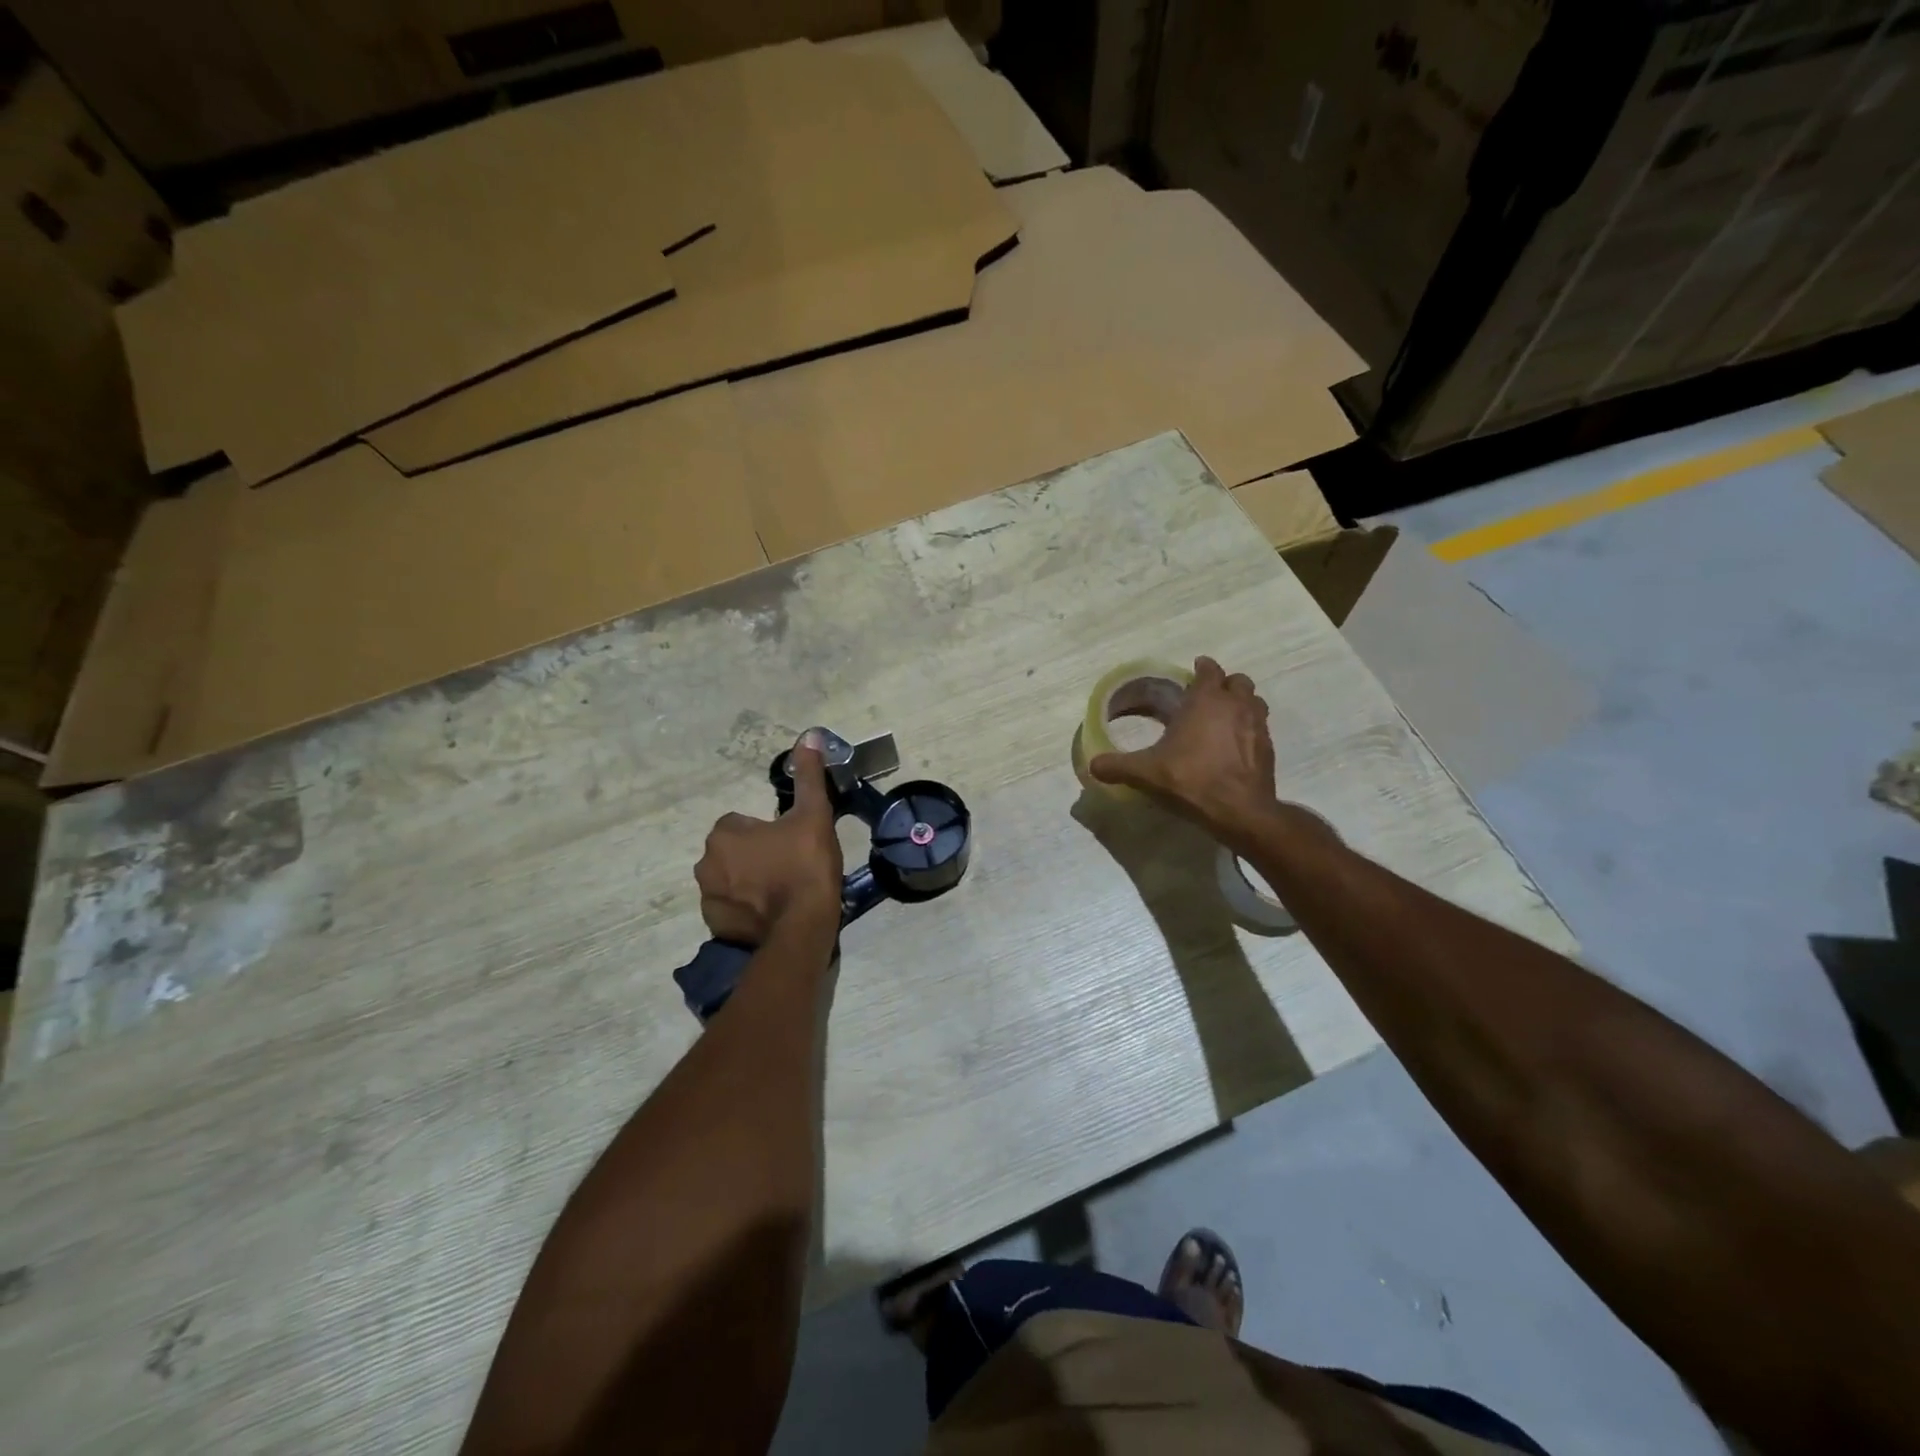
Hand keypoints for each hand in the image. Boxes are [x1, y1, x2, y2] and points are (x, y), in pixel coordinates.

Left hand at [695, 734, 842, 943]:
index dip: (769, 832)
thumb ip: (808, 776)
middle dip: (756, 856)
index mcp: (724, 833)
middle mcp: (706, 863)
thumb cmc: (805, 865)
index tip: (792, 844)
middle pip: (734, 851)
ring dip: (750, 883)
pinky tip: (772, 914)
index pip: (742, 823)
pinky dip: (746, 910)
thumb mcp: (813, 815)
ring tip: (783, 893)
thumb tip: (809, 736)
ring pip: (731, 880)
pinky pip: (731, 909)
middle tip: (790, 867)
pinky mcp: (715, 925)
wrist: (802, 927)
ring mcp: (708, 897)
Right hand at [1089, 656, 1278, 847]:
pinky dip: (1249, 729)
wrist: (1240, 811)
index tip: (1194, 671)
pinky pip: (1261, 727)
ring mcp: (1257, 725)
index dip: (1202, 668)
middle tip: (1207, 698)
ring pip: (1254, 701)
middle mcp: (1236, 705)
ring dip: (1242, 703)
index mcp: (1206, 700)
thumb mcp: (1146, 773)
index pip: (1209, 670)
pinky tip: (1235, 746)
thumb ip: (1118, 766)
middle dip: (1224, 684)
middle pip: (1237, 681)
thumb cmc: (1192, 780)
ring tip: (1224, 718)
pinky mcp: (1269, 748)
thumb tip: (1092, 765)